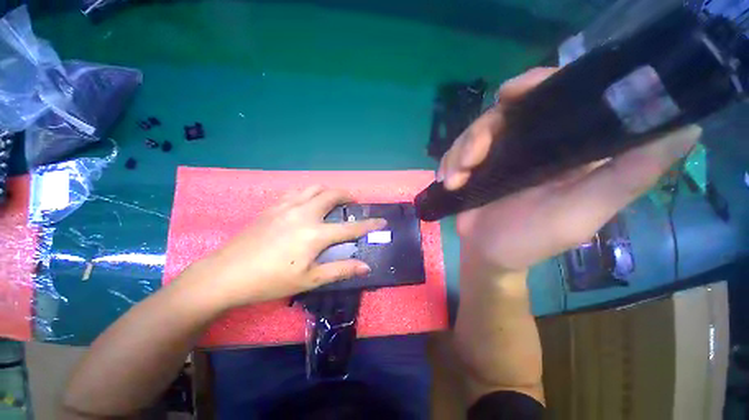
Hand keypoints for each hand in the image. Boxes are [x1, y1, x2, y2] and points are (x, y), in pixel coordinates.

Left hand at [193, 186, 385, 308]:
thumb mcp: (309, 279)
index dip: (369, 224)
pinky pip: (297, 191)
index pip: (351, 227)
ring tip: (333, 198)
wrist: (227, 274)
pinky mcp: (273, 206)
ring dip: (329, 190)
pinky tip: (308, 201)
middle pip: (333, 195)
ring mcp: (287, 206)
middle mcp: (305, 214)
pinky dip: (310, 192)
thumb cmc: (271, 280)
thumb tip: (366, 266)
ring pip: (314, 187)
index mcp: (315, 234)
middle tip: (353, 202)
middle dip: (348, 196)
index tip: (382, 220)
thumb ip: (340, 270)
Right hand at [440, 67, 700, 270]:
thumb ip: (627, 176)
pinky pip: (455, 152)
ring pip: (473, 134)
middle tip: (468, 161)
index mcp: (565, 148)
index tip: (510, 93)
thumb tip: (688, 127)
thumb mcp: (582, 213)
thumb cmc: (531, 240)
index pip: (556, 97)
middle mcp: (531, 145)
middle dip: (479, 134)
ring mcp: (497, 156)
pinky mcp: (474, 168)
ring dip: (458, 154)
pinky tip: (447, 181)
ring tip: (454, 180)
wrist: (486, 254)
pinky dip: (448, 163)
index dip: (536, 84)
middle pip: (503, 113)